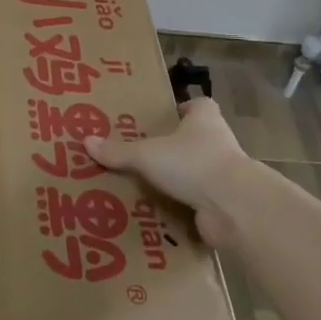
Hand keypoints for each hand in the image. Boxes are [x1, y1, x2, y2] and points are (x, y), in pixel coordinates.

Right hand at [84, 97, 251, 246]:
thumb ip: (118, 151)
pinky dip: (182, 207)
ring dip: (178, 179)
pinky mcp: (224, 204)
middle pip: (196, 139)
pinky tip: (158, 213)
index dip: (182, 109)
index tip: (162, 119)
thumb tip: (86, 141)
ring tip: (144, 186)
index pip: (198, 105)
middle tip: (143, 154)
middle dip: (174, 147)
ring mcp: (224, 175)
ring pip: (197, 172)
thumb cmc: (193, 163)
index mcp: (205, 119)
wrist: (234, 207)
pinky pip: (198, 202)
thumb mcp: (147, 154)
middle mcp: (219, 142)